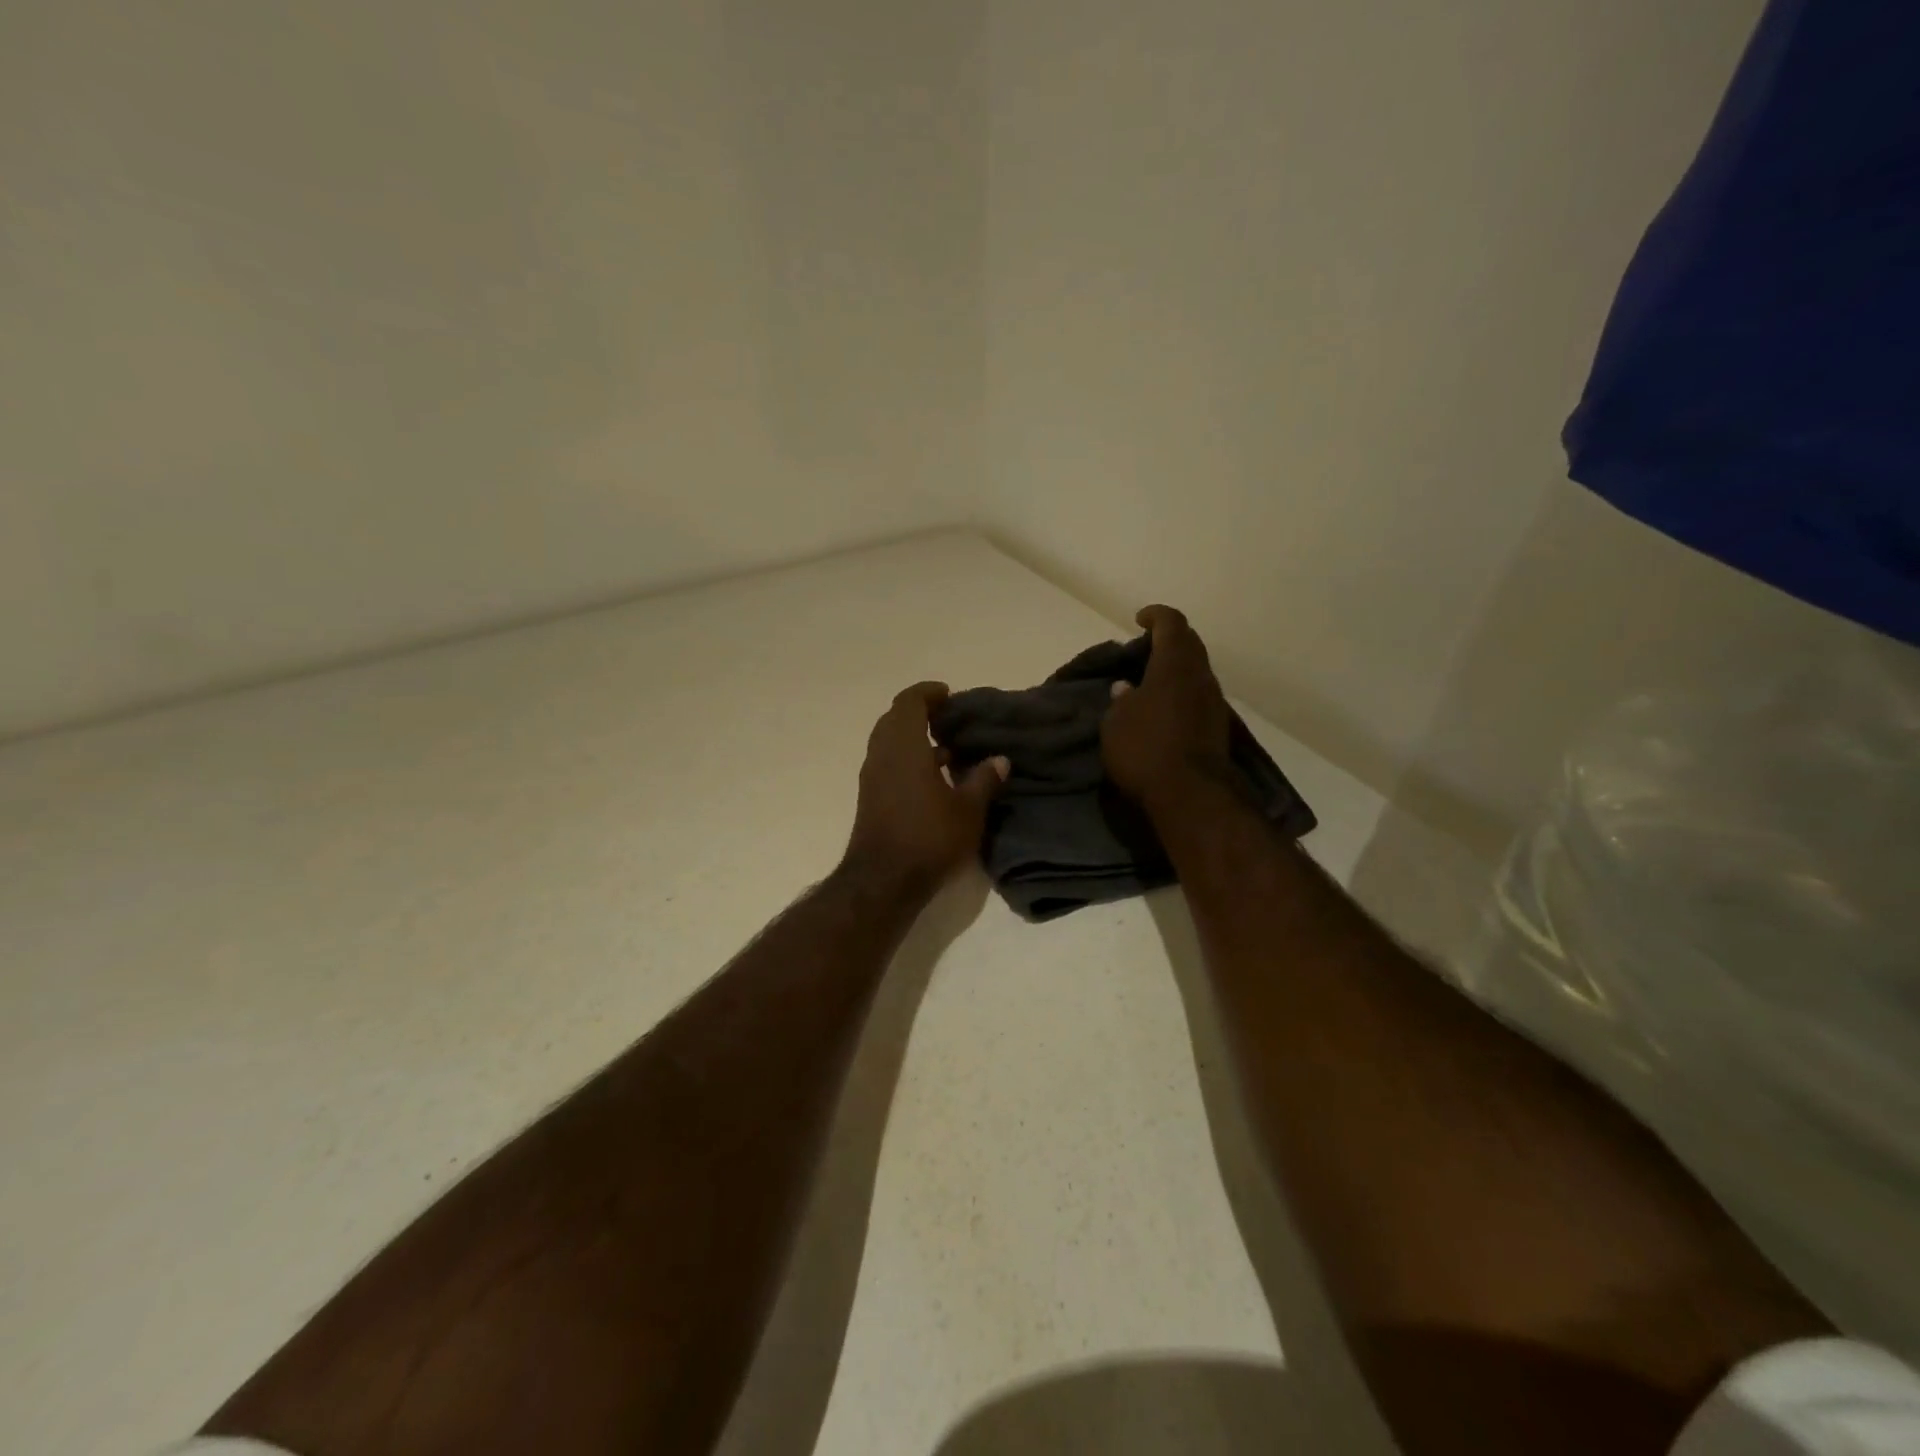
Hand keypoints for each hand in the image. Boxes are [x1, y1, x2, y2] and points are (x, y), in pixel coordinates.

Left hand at [844, 682, 1008, 892]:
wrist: (883, 881)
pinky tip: (932, 778)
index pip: (909, 702)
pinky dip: (907, 759)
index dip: (928, 693)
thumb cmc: (929, 838)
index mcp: (904, 746)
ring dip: (913, 738)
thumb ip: (984, 780)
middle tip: (949, 719)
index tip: (949, 695)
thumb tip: (1000, 760)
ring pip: (888, 742)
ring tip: (947, 749)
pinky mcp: (870, 798)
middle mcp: (881, 755)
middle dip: (920, 713)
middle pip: (895, 718)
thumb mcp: (968, 810)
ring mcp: (872, 777)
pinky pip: (887, 763)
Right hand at [1102, 605, 1233, 808]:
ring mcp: (1213, 703)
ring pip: (1196, 672)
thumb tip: (1126, 689)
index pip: (1171, 624)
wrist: (1190, 795)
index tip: (1139, 619)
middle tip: (1145, 648)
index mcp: (1174, 665)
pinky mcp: (1217, 728)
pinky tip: (1164, 708)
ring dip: (1176, 669)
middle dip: (1169, 640)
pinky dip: (1181, 693)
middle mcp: (1200, 677)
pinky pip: (1198, 697)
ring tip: (1151, 680)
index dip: (1156, 616)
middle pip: (1190, 645)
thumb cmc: (1145, 749)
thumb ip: (1120, 700)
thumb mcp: (1115, 723)